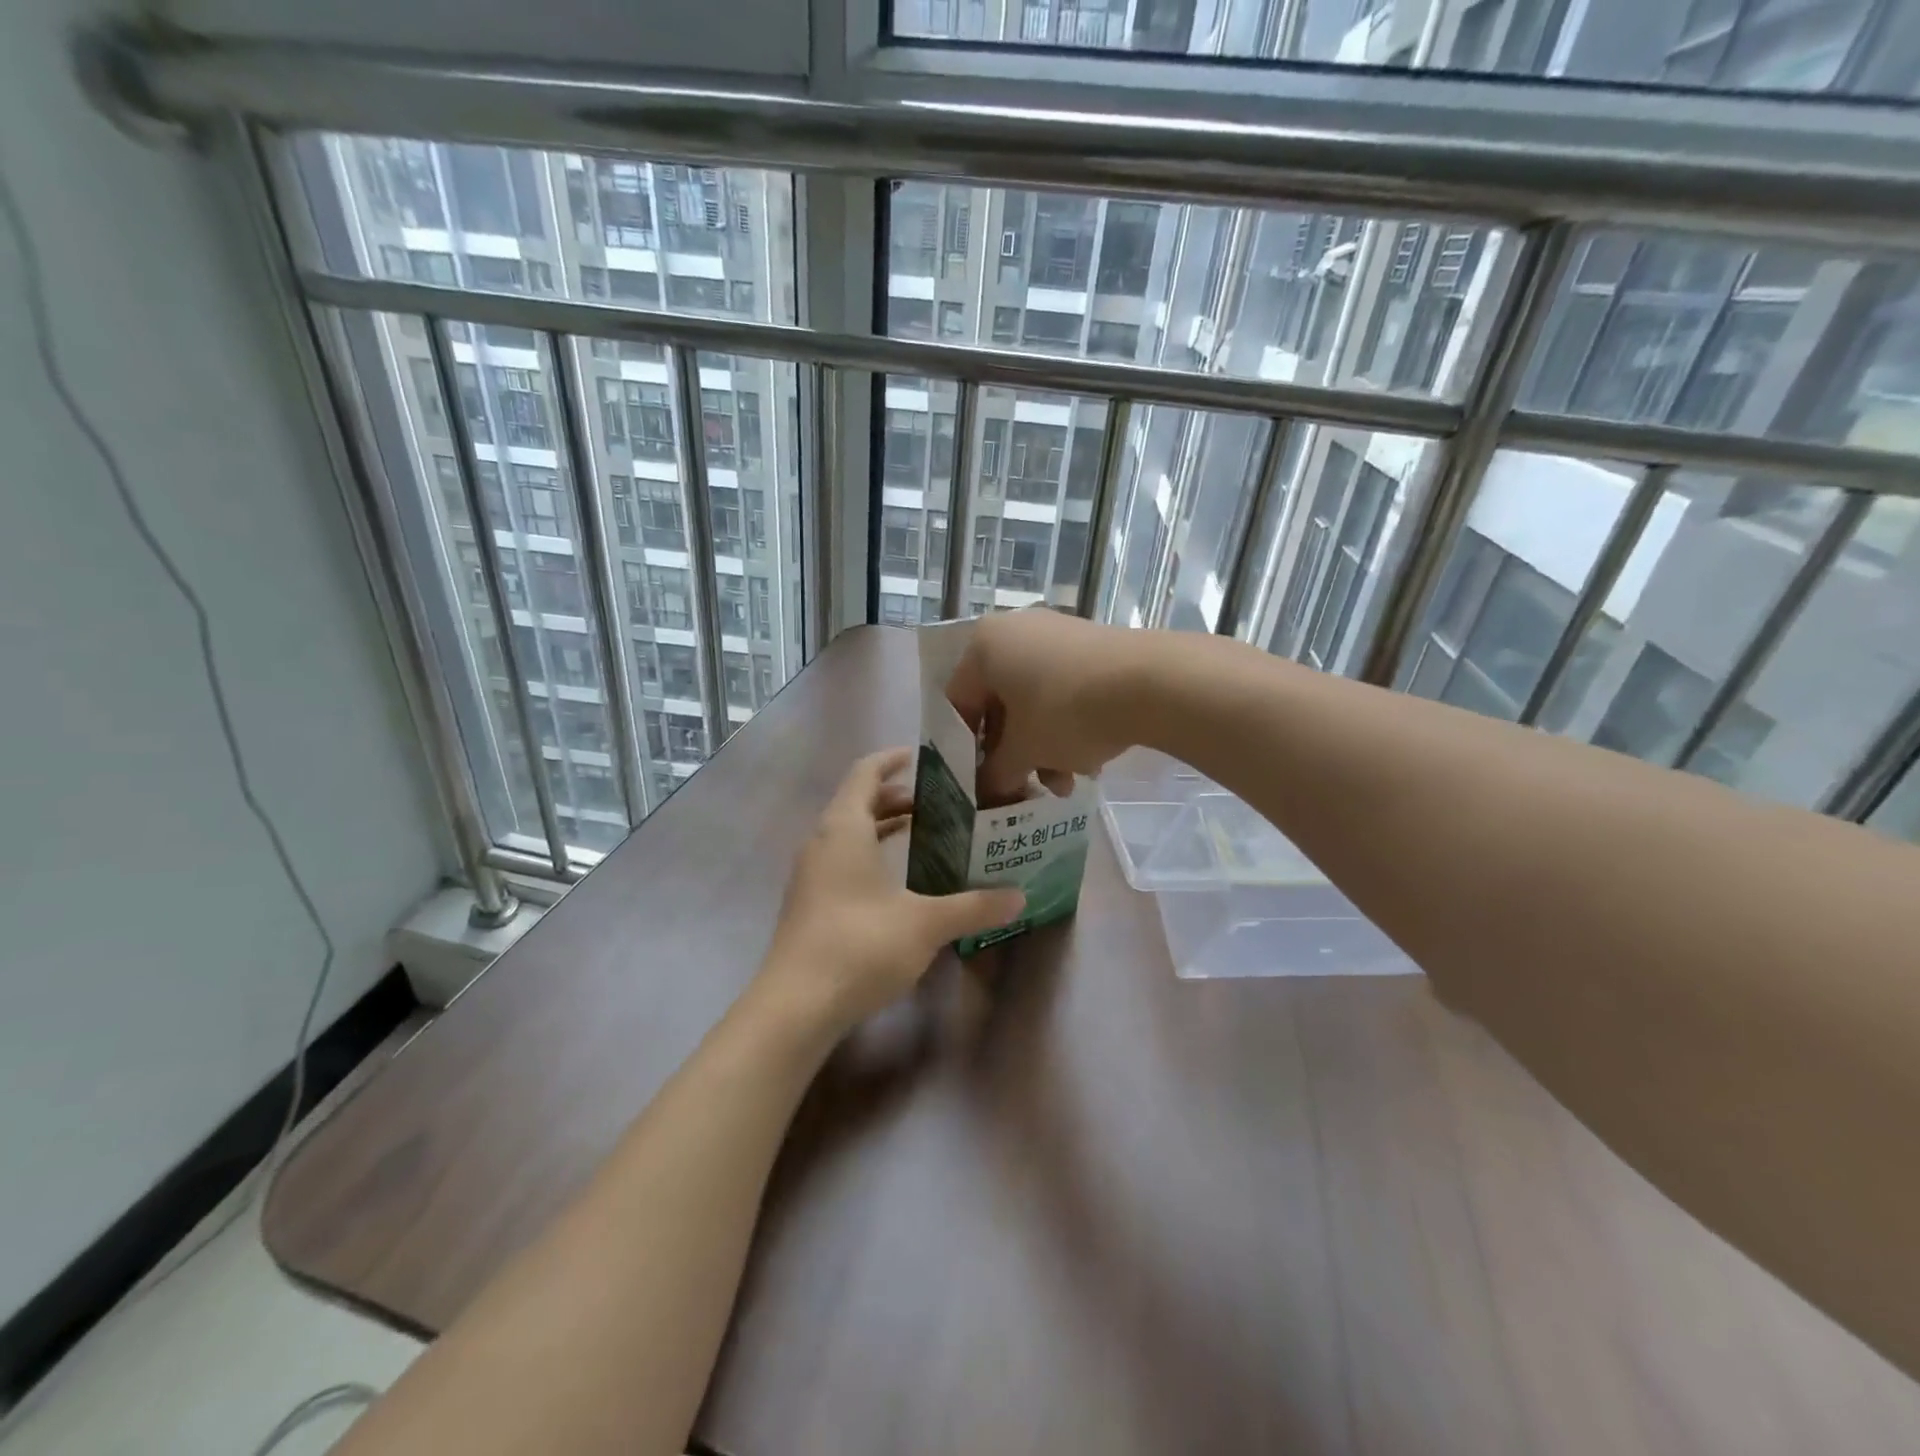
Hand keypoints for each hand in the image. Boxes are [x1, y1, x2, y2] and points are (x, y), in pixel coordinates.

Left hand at [761, 748, 1024, 1031]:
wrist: (795, 1007)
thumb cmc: (860, 946)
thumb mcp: (926, 923)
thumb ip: (974, 906)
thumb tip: (1019, 897)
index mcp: (844, 828)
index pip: (865, 772)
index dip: (892, 759)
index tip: (922, 758)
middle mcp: (821, 842)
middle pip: (857, 801)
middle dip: (895, 797)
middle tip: (937, 803)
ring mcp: (810, 875)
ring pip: (848, 834)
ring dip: (882, 827)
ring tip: (922, 834)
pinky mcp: (808, 904)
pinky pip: (841, 860)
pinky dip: (870, 854)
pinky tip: (896, 882)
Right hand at [946, 609, 1158, 804]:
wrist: (1151, 682)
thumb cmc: (1066, 712)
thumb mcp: (1025, 751)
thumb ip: (996, 774)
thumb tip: (988, 793)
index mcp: (984, 646)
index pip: (959, 704)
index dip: (965, 750)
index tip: (980, 783)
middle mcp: (1015, 631)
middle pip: (1000, 705)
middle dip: (1014, 754)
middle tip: (1024, 788)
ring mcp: (1057, 635)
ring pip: (1035, 702)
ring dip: (1043, 749)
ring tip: (1066, 786)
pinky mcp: (1092, 646)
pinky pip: (1064, 691)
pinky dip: (1068, 727)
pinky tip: (1089, 763)